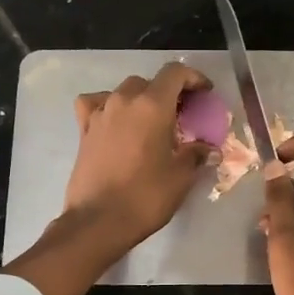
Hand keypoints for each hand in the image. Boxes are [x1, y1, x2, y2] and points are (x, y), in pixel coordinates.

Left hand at [63, 62, 214, 254]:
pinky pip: (96, 105)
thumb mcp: (181, 177)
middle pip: (149, 82)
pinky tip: (114, 122)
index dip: (193, 78)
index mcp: (152, 105)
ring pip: (123, 92)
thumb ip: (196, 155)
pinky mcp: (84, 130)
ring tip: (151, 121)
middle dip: (167, 92)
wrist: (98, 221)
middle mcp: (124, 101)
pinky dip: (108, 107)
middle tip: (181, 114)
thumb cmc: (145, 196)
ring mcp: (100, 114)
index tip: (204, 93)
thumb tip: (209, 149)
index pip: (174, 74)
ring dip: (140, 100)